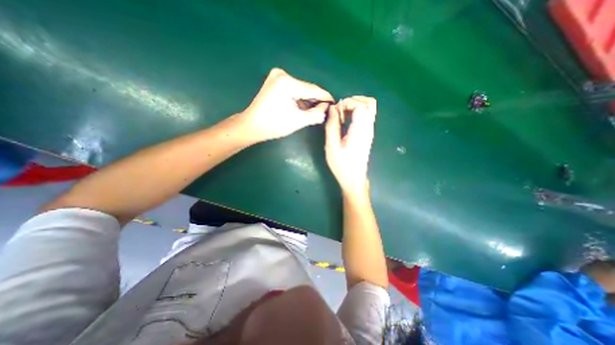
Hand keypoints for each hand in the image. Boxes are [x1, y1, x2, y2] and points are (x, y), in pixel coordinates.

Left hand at [241, 67, 334, 142]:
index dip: (325, 97)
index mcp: (288, 83)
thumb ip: (315, 114)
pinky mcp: (275, 81)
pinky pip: (293, 89)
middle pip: (307, 88)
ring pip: (300, 89)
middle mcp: (282, 74)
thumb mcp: (298, 121)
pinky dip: (299, 98)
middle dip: (316, 99)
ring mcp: (277, 76)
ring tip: (315, 110)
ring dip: (308, 99)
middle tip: (325, 110)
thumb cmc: (274, 125)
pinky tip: (303, 106)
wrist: (252, 125)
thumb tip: (326, 108)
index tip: (334, 103)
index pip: (313, 89)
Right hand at [323, 96, 376, 194]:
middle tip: (340, 110)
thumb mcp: (332, 146)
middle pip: (369, 103)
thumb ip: (332, 126)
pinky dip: (356, 113)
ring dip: (355, 106)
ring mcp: (369, 131)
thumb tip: (332, 108)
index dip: (347, 103)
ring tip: (341, 115)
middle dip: (353, 100)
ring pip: (369, 108)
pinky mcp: (367, 134)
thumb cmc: (342, 165)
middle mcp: (368, 128)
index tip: (336, 113)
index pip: (360, 105)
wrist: (354, 179)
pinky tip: (345, 121)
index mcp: (360, 130)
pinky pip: (366, 116)